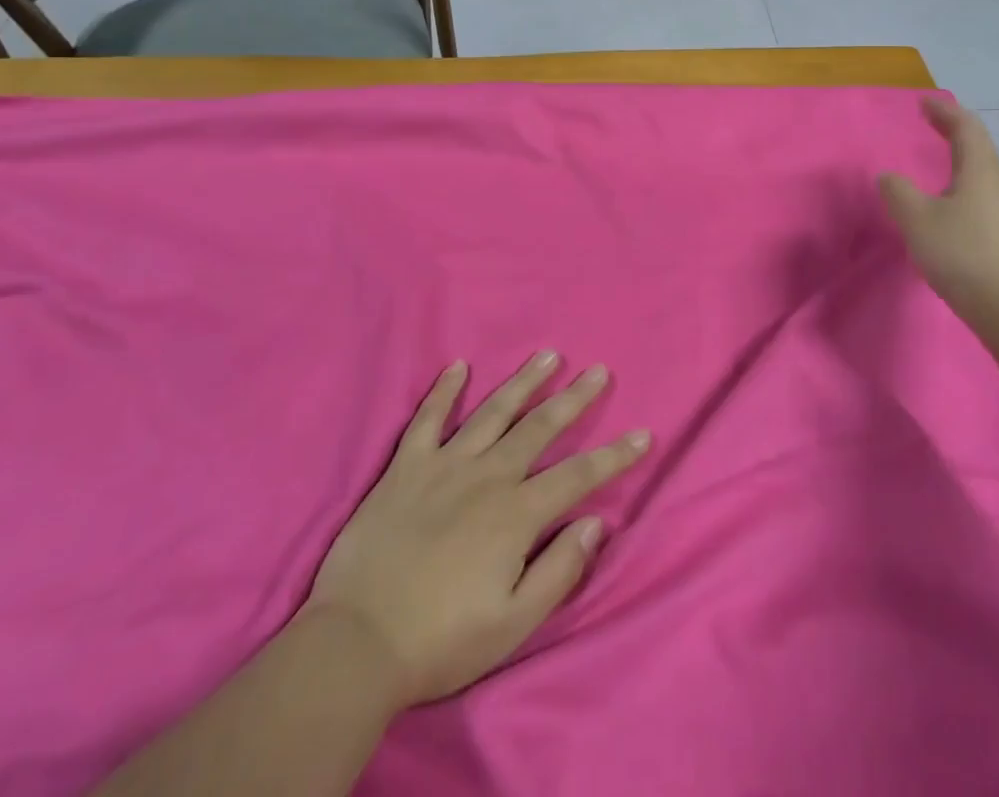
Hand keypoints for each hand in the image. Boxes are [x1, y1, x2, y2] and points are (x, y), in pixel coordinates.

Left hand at [303, 352, 650, 709]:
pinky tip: (458, 367)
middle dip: (574, 399)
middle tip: (597, 371)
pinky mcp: (405, 467)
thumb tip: (596, 523)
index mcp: (515, 514)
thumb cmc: (440, 641)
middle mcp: (487, 476)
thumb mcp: (512, 624)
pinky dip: (443, 391)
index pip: (577, 476)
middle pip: (540, 428)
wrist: (356, 643)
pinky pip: (428, 419)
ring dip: (524, 382)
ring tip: (548, 355)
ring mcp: (444, 465)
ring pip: (493, 412)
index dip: (613, 456)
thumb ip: (558, 570)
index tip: (642, 434)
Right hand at [878, 97, 998, 331]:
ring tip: (936, 166)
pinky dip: (962, 189)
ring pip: (982, 177)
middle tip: (930, 125)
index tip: (924, 103)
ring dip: (959, 162)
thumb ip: (899, 192)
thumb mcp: (918, 220)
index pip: (966, 128)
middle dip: (953, 133)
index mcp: (981, 172)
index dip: (945, 112)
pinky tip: (947, 211)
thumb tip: (889, 176)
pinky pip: (982, 201)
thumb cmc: (965, 255)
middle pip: (979, 149)